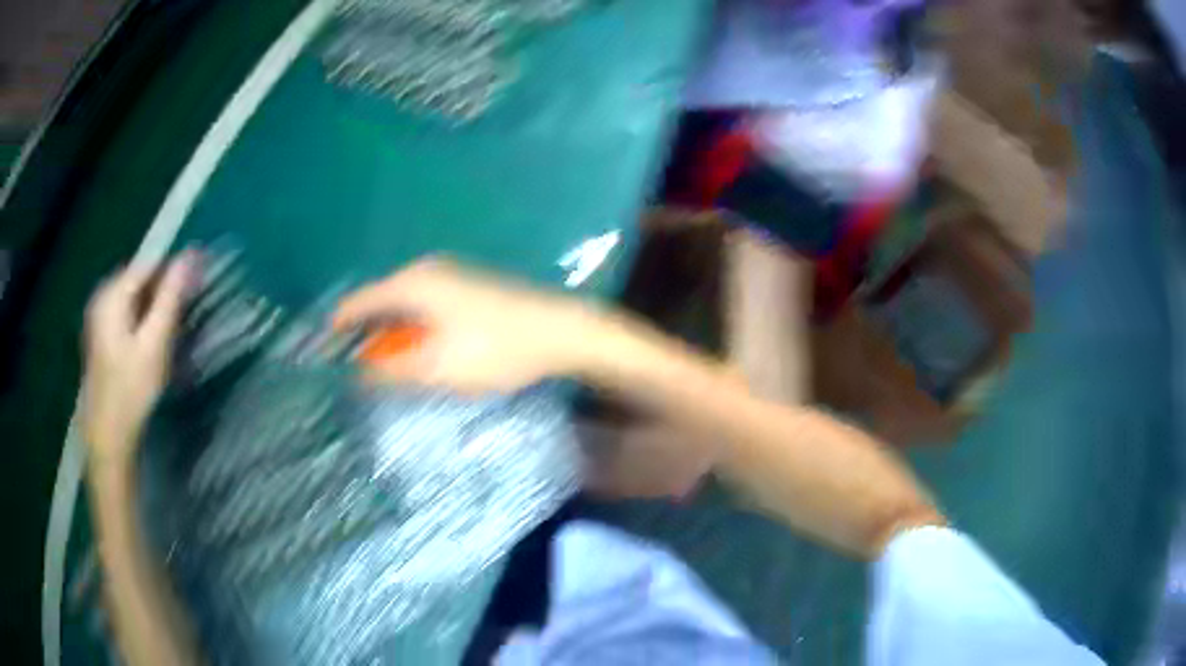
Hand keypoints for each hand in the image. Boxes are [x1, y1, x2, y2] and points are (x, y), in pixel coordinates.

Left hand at [82, 254, 193, 463]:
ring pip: (134, 297)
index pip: (149, 263)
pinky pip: (127, 313)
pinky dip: (143, 318)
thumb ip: (171, 296)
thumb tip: (191, 255)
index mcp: (112, 292)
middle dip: (165, 287)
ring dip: (155, 304)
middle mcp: (103, 296)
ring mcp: (99, 316)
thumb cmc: (132, 389)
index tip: (200, 278)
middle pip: (140, 279)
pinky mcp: (102, 335)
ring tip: (175, 323)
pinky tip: (154, 337)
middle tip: (189, 307)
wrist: (108, 435)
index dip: (175, 267)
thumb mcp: (154, 342)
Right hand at [334, 258, 602, 393]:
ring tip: (379, 364)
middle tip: (350, 367)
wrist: (557, 331)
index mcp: (411, 284)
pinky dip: (410, 328)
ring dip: (388, 333)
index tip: (321, 355)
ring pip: (401, 305)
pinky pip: (422, 306)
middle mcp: (424, 272)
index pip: (358, 303)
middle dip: (363, 334)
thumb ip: (392, 371)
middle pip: (378, 302)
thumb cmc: (494, 349)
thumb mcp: (437, 368)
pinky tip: (414, 350)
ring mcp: (447, 276)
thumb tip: (358, 374)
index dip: (337, 329)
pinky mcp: (464, 287)